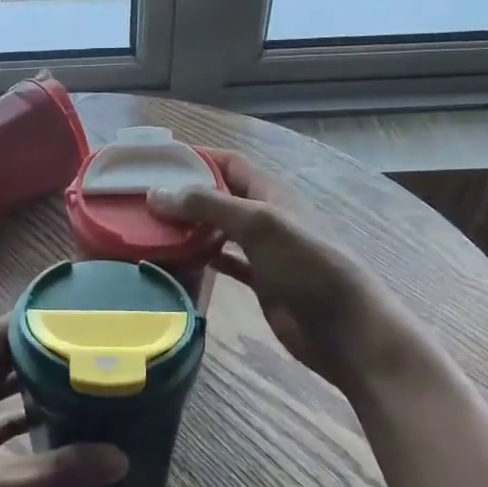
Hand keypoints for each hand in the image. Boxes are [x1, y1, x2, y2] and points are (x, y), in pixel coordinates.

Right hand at [148, 149, 385, 386]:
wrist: (345, 329)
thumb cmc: (307, 267)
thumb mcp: (259, 225)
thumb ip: (209, 206)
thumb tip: (156, 193)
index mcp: (271, 193)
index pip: (229, 163)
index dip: (196, 157)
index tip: (157, 161)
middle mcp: (265, 217)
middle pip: (219, 196)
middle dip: (185, 194)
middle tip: (142, 199)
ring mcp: (263, 251)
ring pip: (218, 230)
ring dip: (189, 227)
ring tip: (149, 228)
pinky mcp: (260, 281)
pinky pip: (223, 262)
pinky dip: (200, 259)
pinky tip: (174, 262)